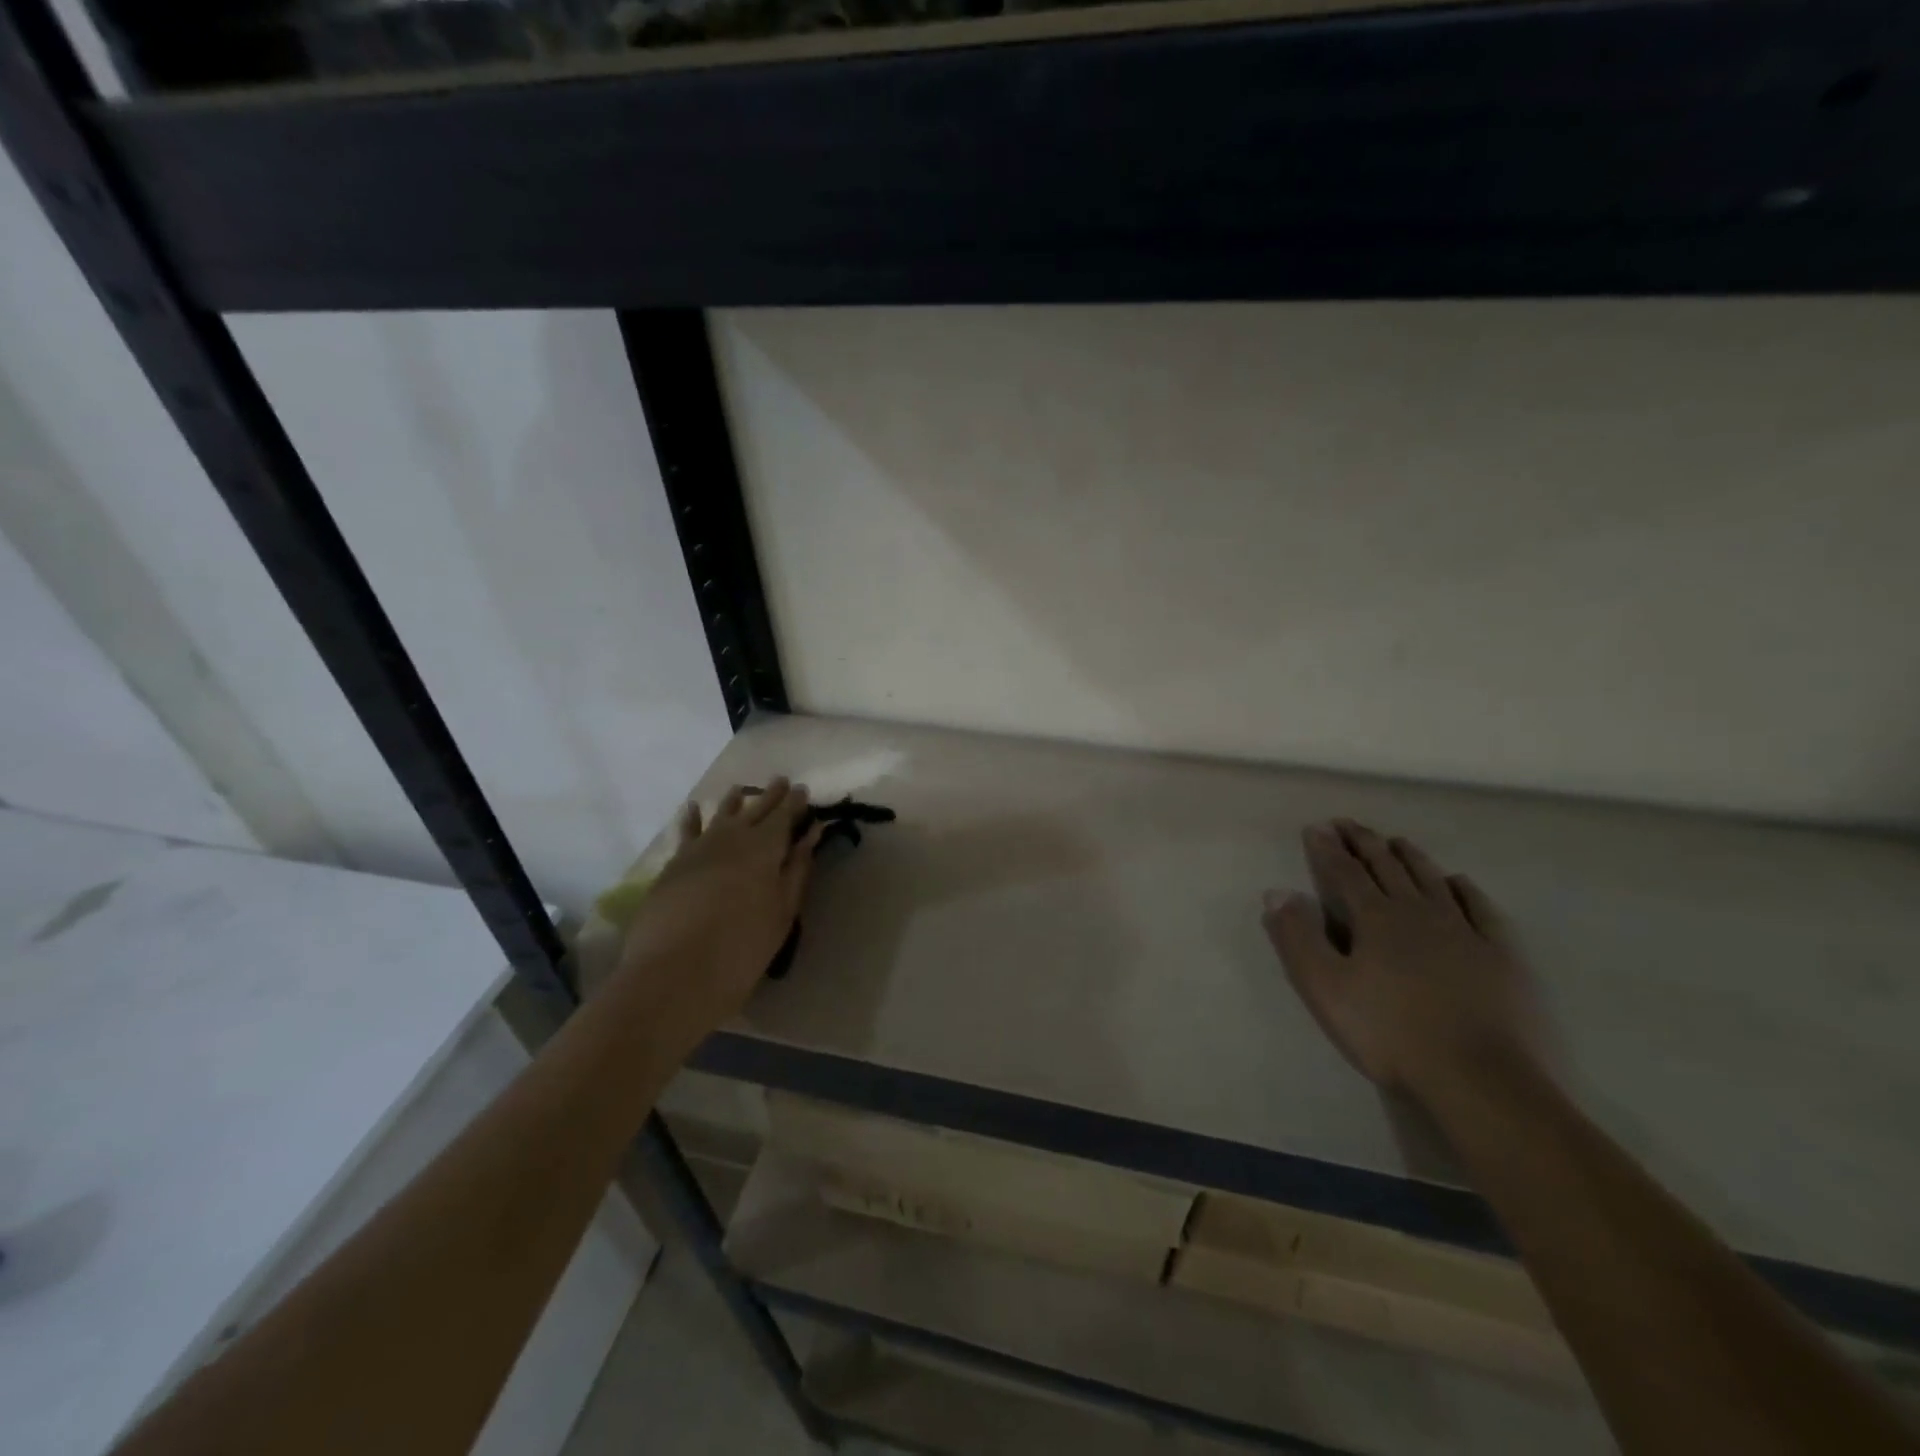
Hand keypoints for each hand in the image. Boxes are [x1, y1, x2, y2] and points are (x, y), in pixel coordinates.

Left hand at [614, 778, 823, 1040]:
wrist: (675, 974)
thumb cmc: (742, 947)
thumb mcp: (782, 911)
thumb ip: (797, 869)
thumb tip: (811, 834)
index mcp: (764, 848)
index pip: (783, 815)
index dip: (795, 802)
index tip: (803, 790)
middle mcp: (731, 838)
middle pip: (754, 809)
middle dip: (770, 795)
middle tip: (782, 782)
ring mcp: (698, 849)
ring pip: (720, 815)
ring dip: (734, 801)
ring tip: (742, 789)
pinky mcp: (674, 865)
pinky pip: (686, 832)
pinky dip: (692, 818)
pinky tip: (693, 808)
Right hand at [1262, 820, 1551, 1104]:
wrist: (1481, 1079)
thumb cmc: (1390, 1033)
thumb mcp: (1325, 988)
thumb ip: (1298, 937)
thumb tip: (1277, 892)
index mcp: (1375, 919)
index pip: (1344, 873)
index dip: (1327, 849)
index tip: (1316, 827)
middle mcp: (1418, 913)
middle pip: (1388, 867)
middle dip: (1365, 842)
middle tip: (1349, 823)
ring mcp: (1464, 931)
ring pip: (1432, 880)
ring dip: (1411, 856)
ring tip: (1397, 841)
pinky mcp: (1501, 955)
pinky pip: (1481, 909)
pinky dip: (1465, 889)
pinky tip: (1458, 881)